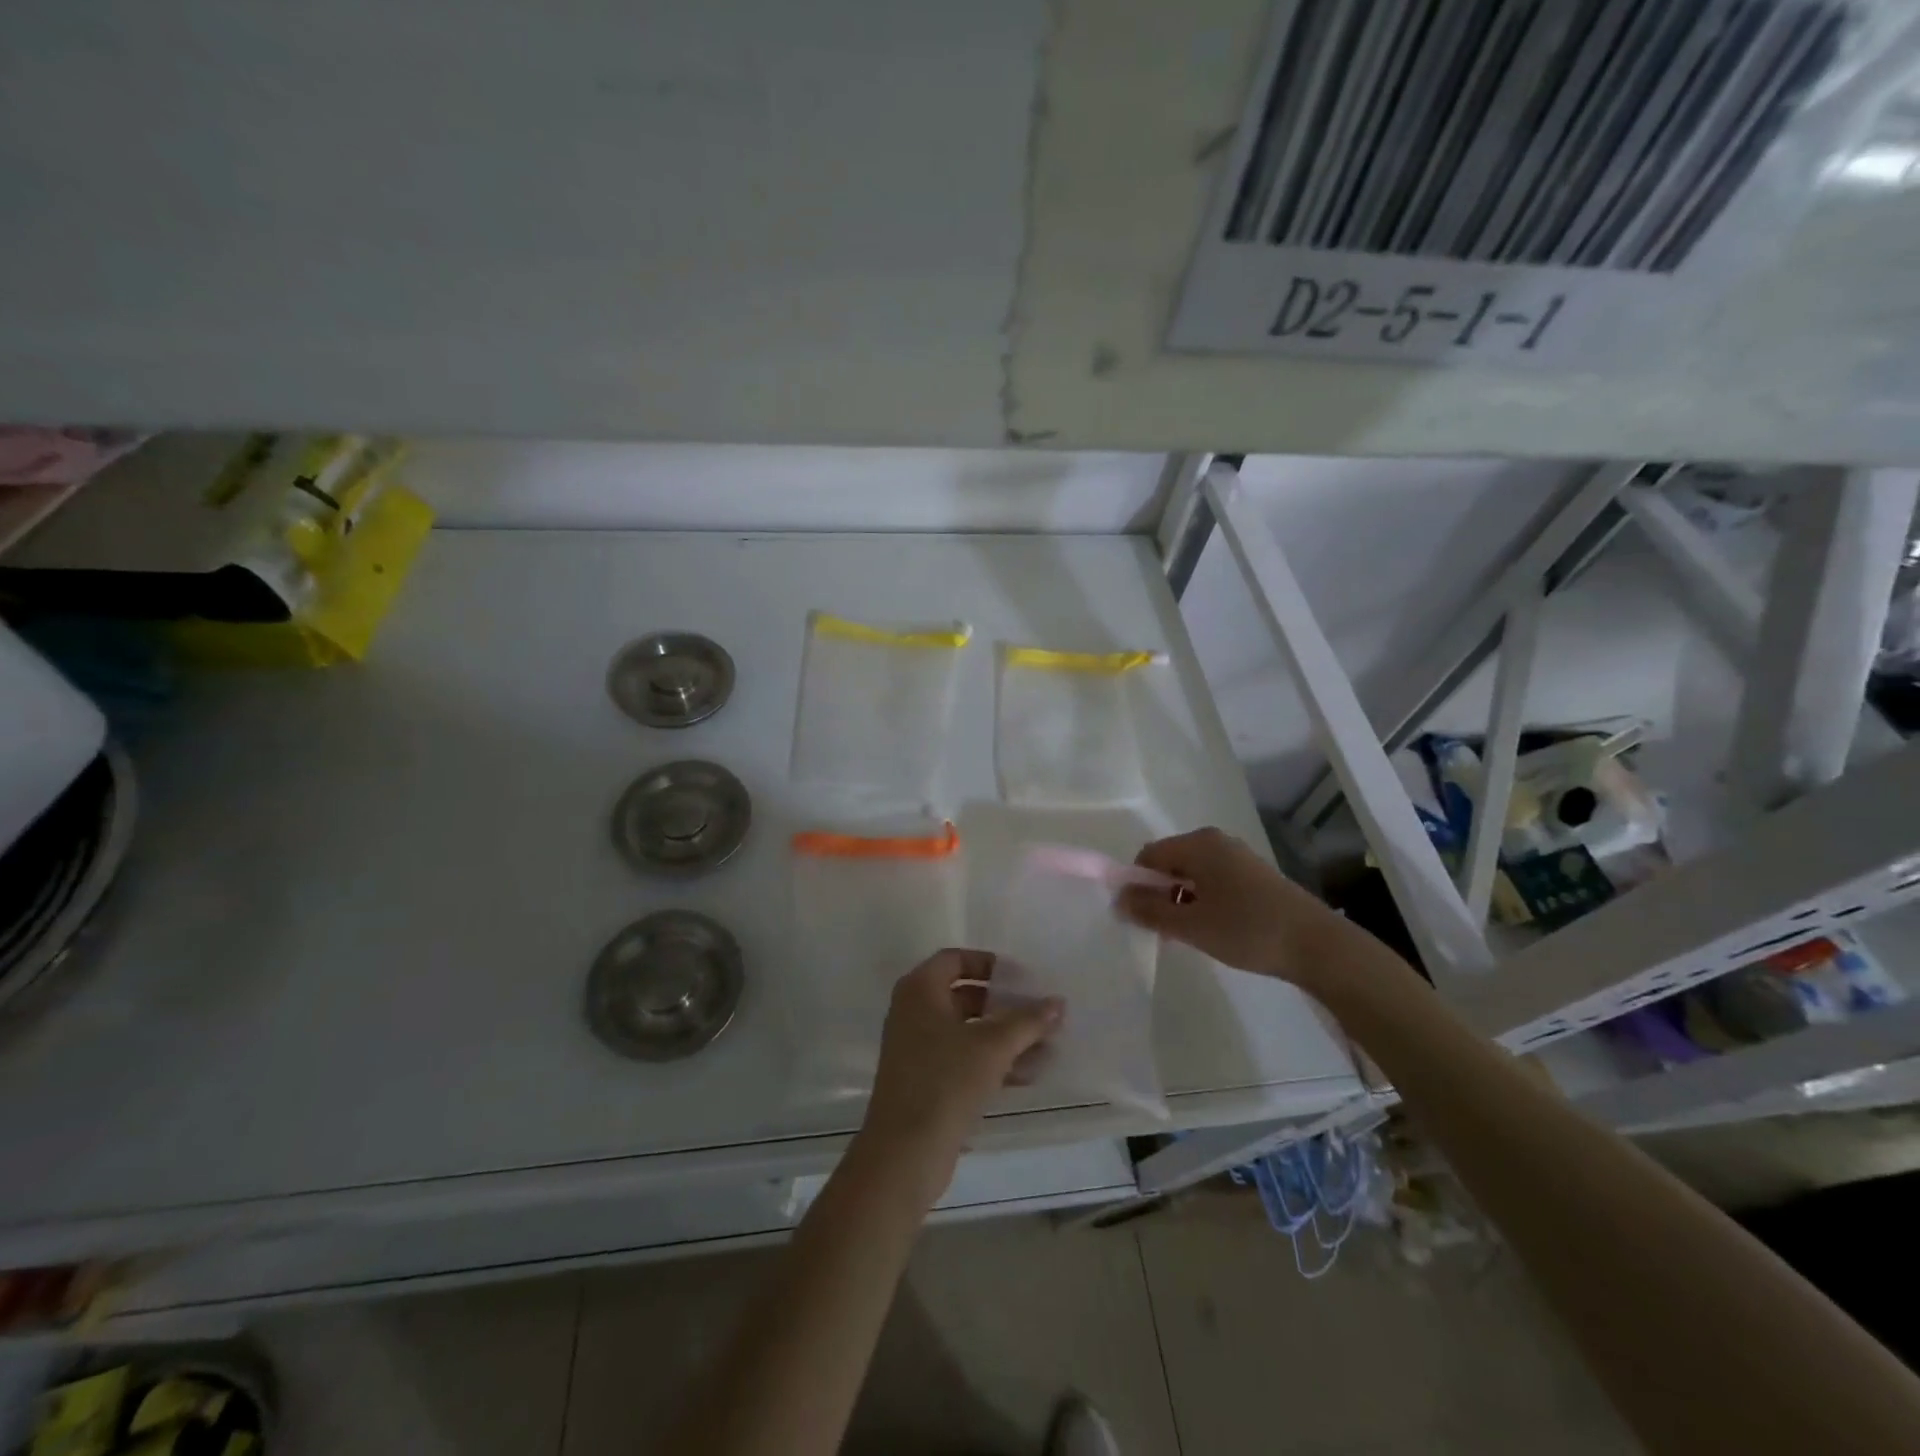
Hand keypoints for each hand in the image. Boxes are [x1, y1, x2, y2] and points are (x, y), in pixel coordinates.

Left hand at [855, 949, 1061, 1202]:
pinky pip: (964, 1059)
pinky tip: (1030, 1074)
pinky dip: (993, 1061)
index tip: (1021, 977)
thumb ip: (1027, 1021)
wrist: (904, 1153)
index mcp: (920, 990)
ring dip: (1005, 1037)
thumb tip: (1058, 1002)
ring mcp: (917, 1048)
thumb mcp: (993, 1046)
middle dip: (1004, 1004)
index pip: (955, 959)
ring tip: (1046, 1045)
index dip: (989, 964)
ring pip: (967, 1031)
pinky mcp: (926, 1081)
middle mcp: (914, 1012)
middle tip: (1039, 1011)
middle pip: (964, 995)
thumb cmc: (945, 1081)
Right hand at [1116, 827, 1336, 982]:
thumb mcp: (1191, 926)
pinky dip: (1203, 901)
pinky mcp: (1254, 875)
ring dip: (1181, 900)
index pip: (1148, 855)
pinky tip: (1214, 929)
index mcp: (1198, 844)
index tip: (1140, 917)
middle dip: (1159, 894)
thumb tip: (1118, 899)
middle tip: (1165, 930)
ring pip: (1192, 874)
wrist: (1318, 946)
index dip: (1137, 884)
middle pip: (1170, 862)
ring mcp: (1238, 857)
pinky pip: (1213, 881)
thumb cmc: (1247, 930)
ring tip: (1190, 934)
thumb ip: (1150, 911)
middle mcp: (1216, 841)